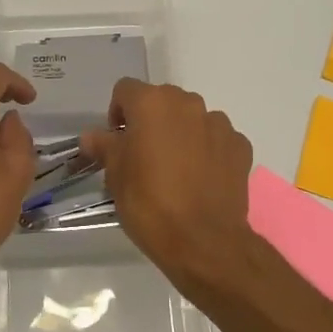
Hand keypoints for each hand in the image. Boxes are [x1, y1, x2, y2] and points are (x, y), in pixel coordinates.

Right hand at [80, 80, 256, 288]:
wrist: (203, 241)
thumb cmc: (149, 203)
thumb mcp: (115, 175)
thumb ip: (104, 146)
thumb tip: (92, 136)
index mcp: (152, 103)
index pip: (125, 90)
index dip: (117, 114)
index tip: (117, 143)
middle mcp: (188, 104)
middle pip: (162, 101)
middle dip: (150, 122)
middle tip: (143, 157)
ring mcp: (218, 124)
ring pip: (192, 119)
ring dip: (181, 134)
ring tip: (175, 170)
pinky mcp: (240, 146)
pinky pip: (216, 139)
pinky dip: (207, 151)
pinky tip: (200, 179)